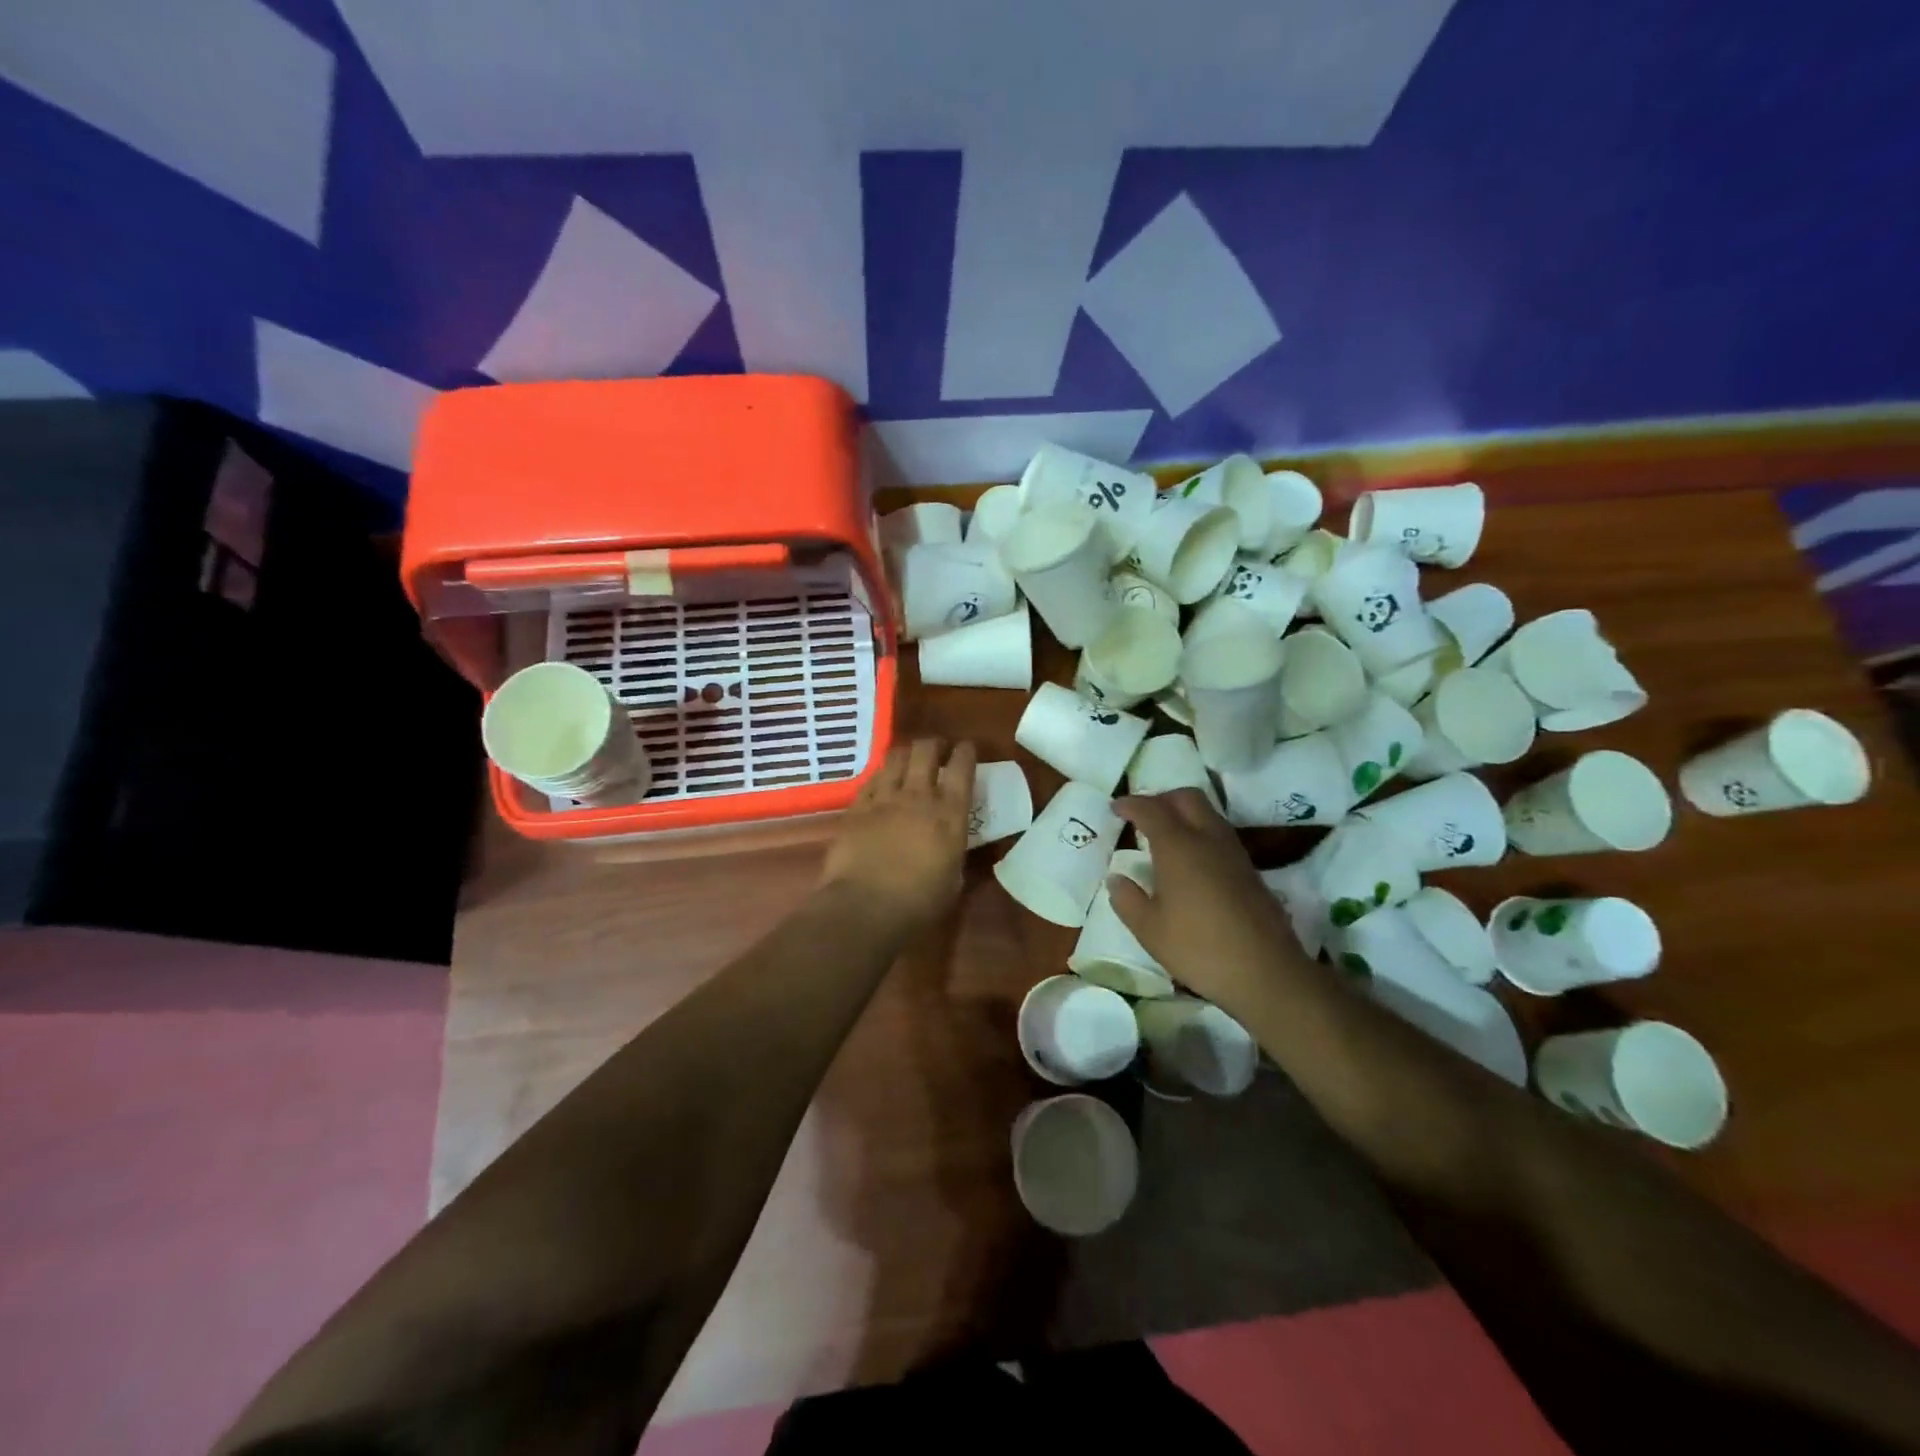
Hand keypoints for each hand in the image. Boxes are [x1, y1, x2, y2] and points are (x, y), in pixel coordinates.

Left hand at [818, 738, 976, 932]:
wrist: (864, 908)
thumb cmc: (918, 904)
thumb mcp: (954, 882)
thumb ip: (957, 855)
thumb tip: (956, 848)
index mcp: (950, 814)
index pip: (962, 768)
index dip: (966, 752)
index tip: (967, 749)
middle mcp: (918, 796)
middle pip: (926, 750)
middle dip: (934, 745)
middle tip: (937, 751)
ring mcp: (884, 799)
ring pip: (895, 757)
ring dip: (906, 755)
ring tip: (908, 761)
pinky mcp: (856, 808)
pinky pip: (871, 780)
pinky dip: (881, 776)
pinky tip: (881, 784)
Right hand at [1108, 789, 1307, 1017]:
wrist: (1265, 972)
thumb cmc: (1198, 948)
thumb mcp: (1149, 930)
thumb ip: (1128, 900)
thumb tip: (1116, 879)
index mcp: (1178, 847)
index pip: (1151, 810)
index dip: (1130, 804)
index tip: (1115, 807)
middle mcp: (1208, 839)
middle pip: (1186, 797)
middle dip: (1161, 798)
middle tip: (1142, 815)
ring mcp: (1234, 853)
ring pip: (1208, 813)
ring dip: (1184, 813)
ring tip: (1164, 835)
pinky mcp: (1250, 870)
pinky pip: (1220, 834)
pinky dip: (1200, 832)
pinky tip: (1191, 860)